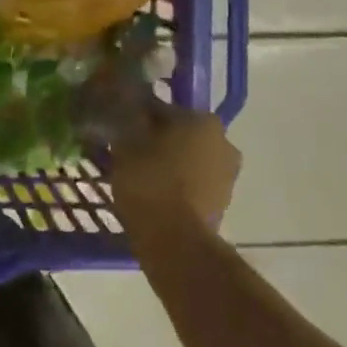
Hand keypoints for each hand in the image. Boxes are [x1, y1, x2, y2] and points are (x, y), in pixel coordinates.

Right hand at [109, 104, 239, 235]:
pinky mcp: (222, 205)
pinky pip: (192, 185)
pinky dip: (175, 186)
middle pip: (179, 134)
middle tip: (127, 153)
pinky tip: (152, 196)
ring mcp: (227, 177)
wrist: (175, 243)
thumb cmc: (150, 181)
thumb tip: (127, 103)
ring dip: (167, 164)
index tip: (119, 129)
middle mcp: (224, 143)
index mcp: (204, 120)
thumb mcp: (127, 142)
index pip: (163, 108)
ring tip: (137, 177)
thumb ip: (128, 117)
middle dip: (156, 140)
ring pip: (188, 160)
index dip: (138, 117)